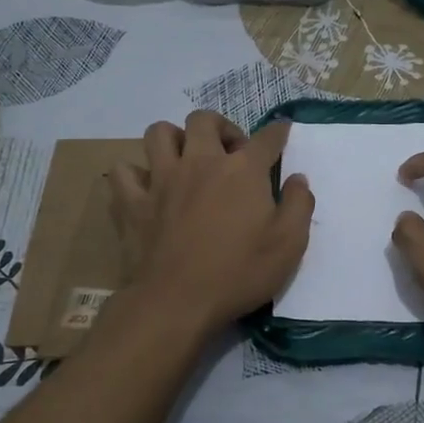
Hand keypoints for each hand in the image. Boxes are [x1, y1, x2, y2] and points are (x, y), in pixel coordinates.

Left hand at [108, 111, 313, 332]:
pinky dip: (135, 174)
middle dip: (220, 127)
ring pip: (159, 133)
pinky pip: (123, 172)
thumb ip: (299, 205)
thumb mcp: (290, 244)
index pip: (266, 138)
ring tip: (185, 160)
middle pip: (204, 120)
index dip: (278, 132)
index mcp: (242, 170)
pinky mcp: (132, 202)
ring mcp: (161, 179)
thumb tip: (298, 179)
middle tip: (230, 153)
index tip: (282, 132)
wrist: (177, 302)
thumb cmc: (240, 273)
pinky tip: (147, 188)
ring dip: (174, 140)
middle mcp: (200, 162)